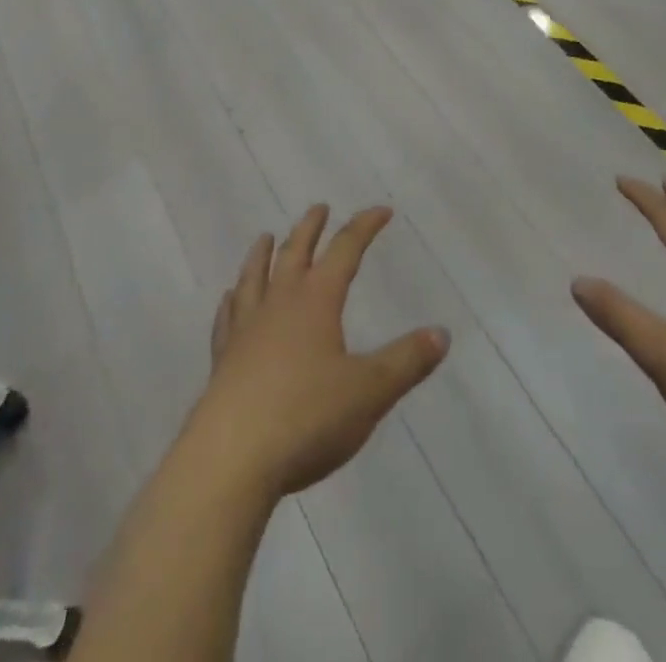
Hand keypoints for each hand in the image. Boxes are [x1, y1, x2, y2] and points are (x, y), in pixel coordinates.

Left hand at [187, 205, 448, 498]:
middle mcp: (279, 302)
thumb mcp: (370, 391)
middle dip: (310, 227)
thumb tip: (441, 333)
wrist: (231, 456)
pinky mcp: (223, 358)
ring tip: (266, 237)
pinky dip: (232, 301)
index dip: (364, 226)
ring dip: (263, 253)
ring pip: (254, 276)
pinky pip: (227, 317)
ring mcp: (246, 327)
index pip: (345, 249)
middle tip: (319, 208)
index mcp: (317, 299)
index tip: (382, 210)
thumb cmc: (307, 416)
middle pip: (294, 251)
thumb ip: (406, 361)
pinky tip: (229, 299)